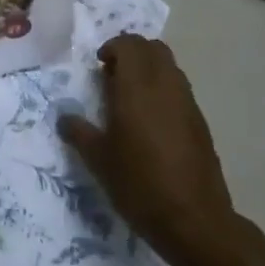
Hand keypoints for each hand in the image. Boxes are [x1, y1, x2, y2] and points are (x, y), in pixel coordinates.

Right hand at [57, 34, 235, 265]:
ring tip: (128, 98)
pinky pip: (179, 89)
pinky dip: (163, 90)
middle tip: (111, 75)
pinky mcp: (200, 122)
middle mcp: (166, 86)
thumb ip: (79, 132)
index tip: (98, 66)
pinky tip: (149, 121)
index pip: (130, 45)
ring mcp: (187, 103)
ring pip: (169, 67)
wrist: (194, 220)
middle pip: (153, 48)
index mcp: (137, 88)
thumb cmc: (139, 185)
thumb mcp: (98, 160)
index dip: (112, 47)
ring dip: (149, 70)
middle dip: (132, 53)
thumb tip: (64, 117)